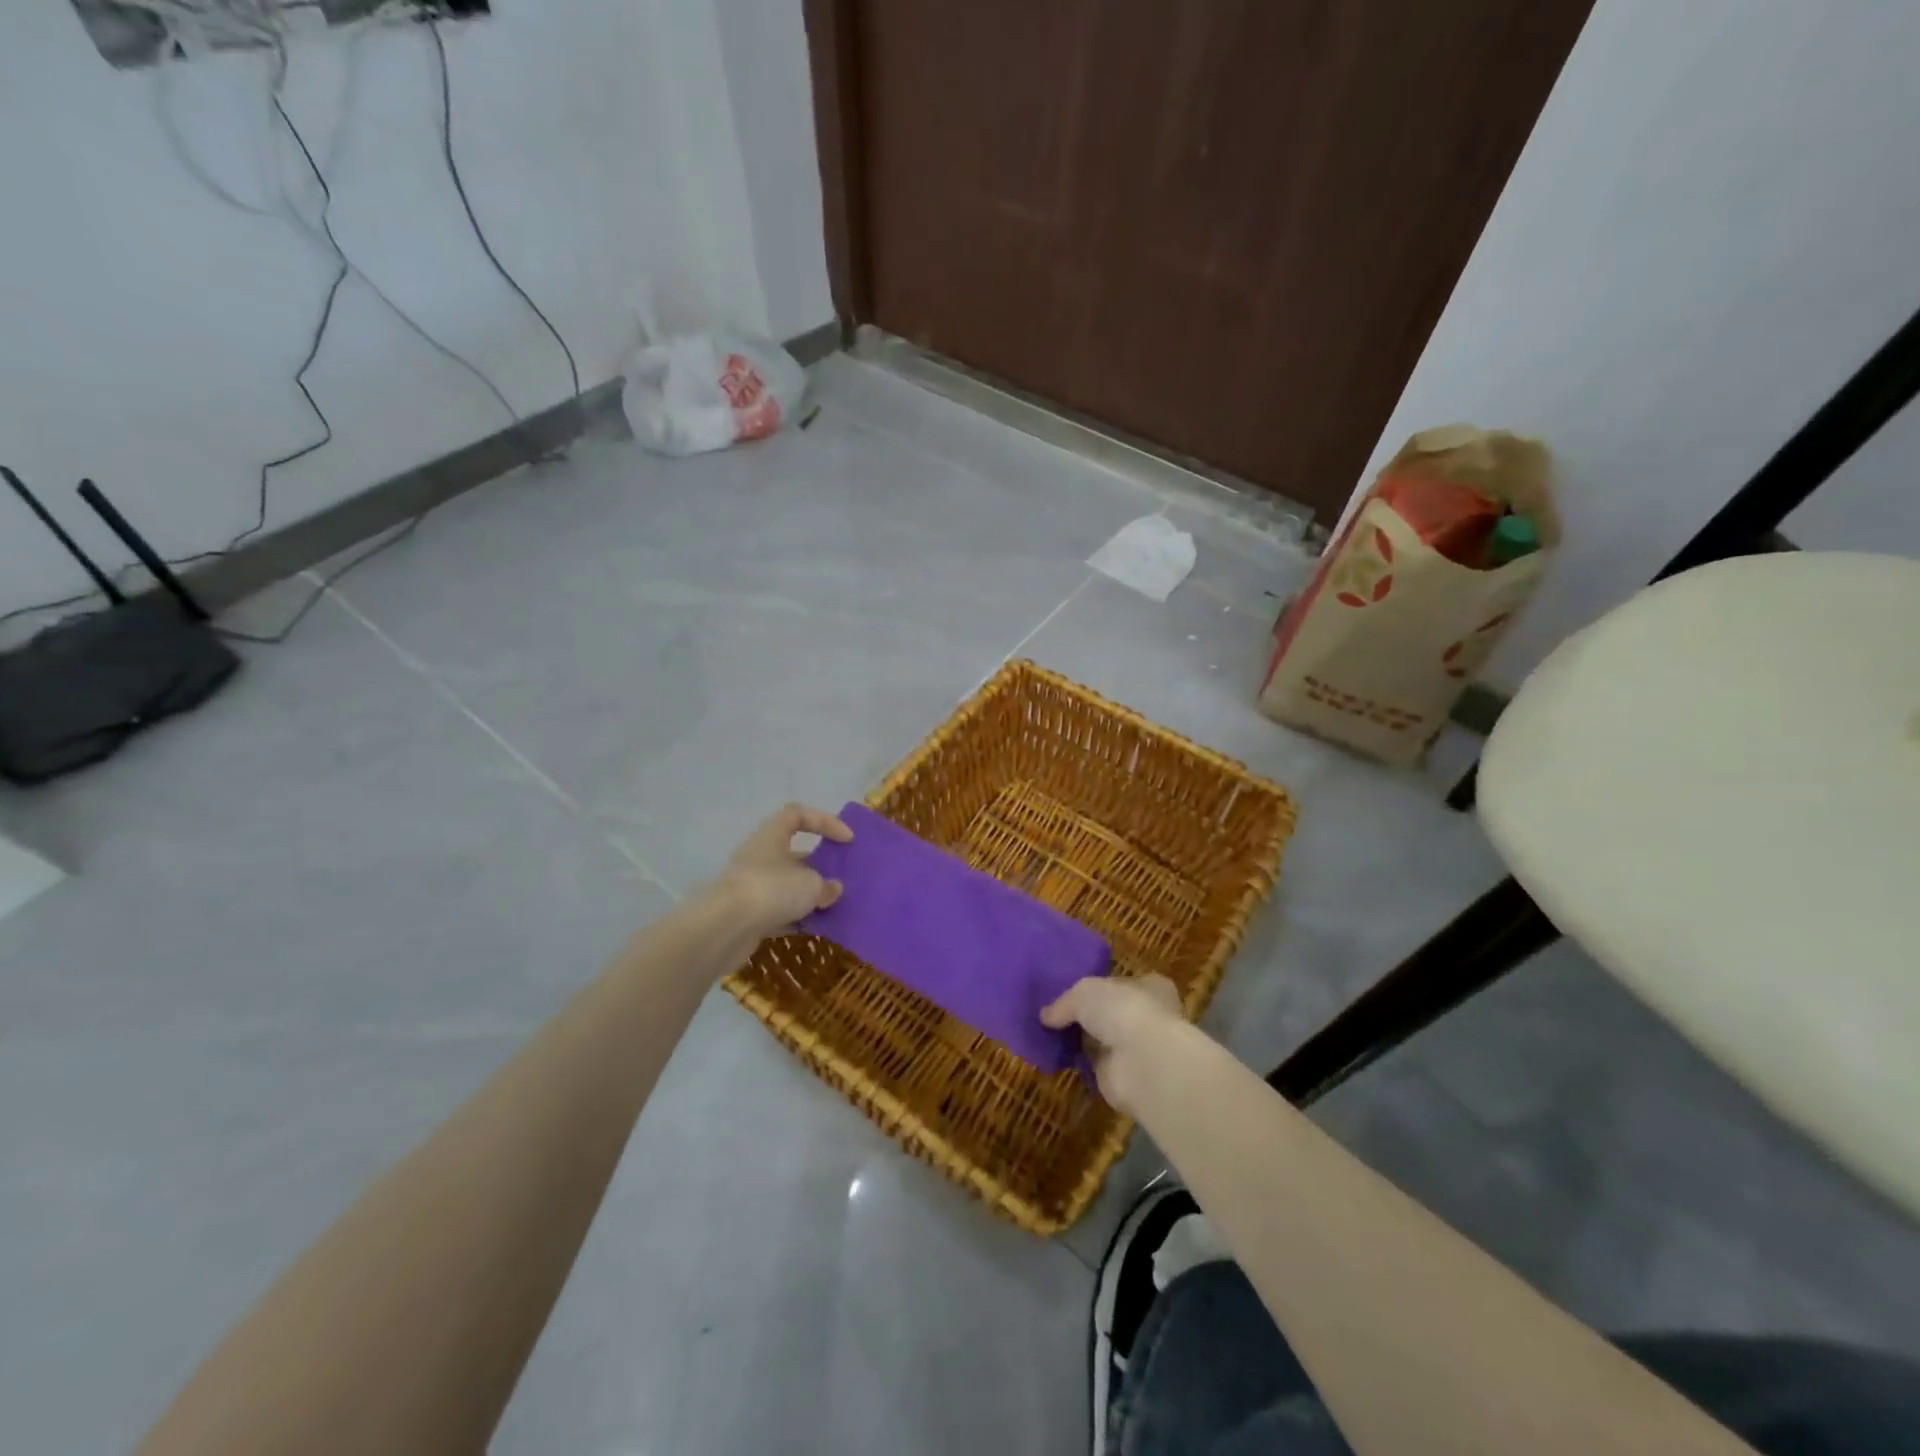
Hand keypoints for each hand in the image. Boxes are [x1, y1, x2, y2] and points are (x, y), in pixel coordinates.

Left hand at [713, 803, 852, 939]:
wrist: (724, 928)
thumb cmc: (771, 890)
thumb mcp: (810, 885)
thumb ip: (826, 885)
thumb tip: (832, 889)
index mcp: (772, 836)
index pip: (798, 815)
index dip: (825, 822)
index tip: (847, 840)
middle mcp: (760, 856)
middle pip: (795, 853)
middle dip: (820, 866)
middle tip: (843, 879)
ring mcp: (753, 886)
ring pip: (788, 885)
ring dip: (810, 895)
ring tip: (835, 906)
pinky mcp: (748, 914)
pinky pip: (779, 911)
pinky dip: (797, 917)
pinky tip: (817, 928)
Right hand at [1041, 974, 1185, 1115]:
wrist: (1143, 1063)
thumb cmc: (1123, 1010)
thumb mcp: (1084, 992)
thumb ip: (1064, 1002)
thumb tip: (1045, 1016)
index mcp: (1149, 987)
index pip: (1122, 983)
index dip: (1099, 985)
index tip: (1072, 989)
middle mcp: (1146, 1017)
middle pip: (1110, 1012)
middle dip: (1085, 1014)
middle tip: (1053, 1012)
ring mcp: (1135, 1049)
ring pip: (1101, 1039)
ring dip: (1080, 1039)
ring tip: (1047, 1033)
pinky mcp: (1122, 1076)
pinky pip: (1093, 1064)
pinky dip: (1076, 1062)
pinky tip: (1054, 1056)